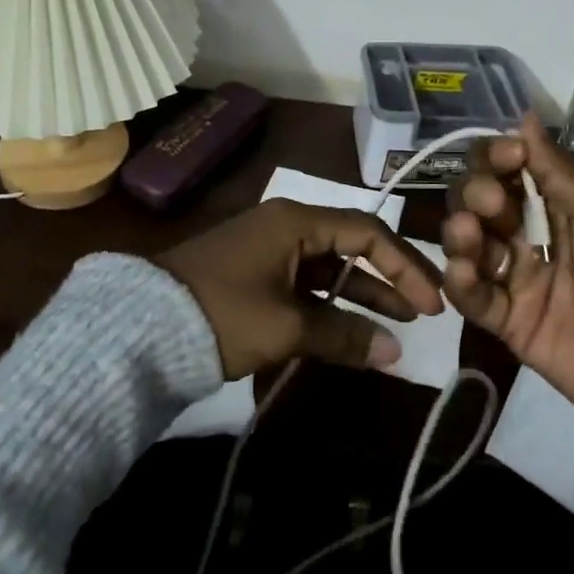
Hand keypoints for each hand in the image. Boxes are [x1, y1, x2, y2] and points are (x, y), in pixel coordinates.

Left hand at [156, 199, 445, 379]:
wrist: (141, 327)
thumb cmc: (222, 313)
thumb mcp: (286, 325)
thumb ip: (343, 334)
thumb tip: (395, 352)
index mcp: (296, 221)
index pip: (367, 231)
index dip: (404, 264)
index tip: (431, 301)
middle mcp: (286, 226)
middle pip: (352, 245)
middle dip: (389, 277)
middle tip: (424, 310)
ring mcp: (269, 251)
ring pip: (330, 267)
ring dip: (362, 294)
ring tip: (398, 323)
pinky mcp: (254, 275)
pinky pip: (306, 284)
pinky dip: (330, 305)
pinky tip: (351, 329)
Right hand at [442, 114, 573, 430]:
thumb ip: (564, 173)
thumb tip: (523, 116)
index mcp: (567, 201)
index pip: (513, 165)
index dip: (498, 155)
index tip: (505, 158)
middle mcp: (537, 232)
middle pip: (482, 198)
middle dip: (476, 192)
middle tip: (492, 204)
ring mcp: (522, 278)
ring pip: (469, 241)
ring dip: (460, 231)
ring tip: (471, 237)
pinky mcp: (513, 323)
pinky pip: (472, 297)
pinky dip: (458, 281)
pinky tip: (463, 273)